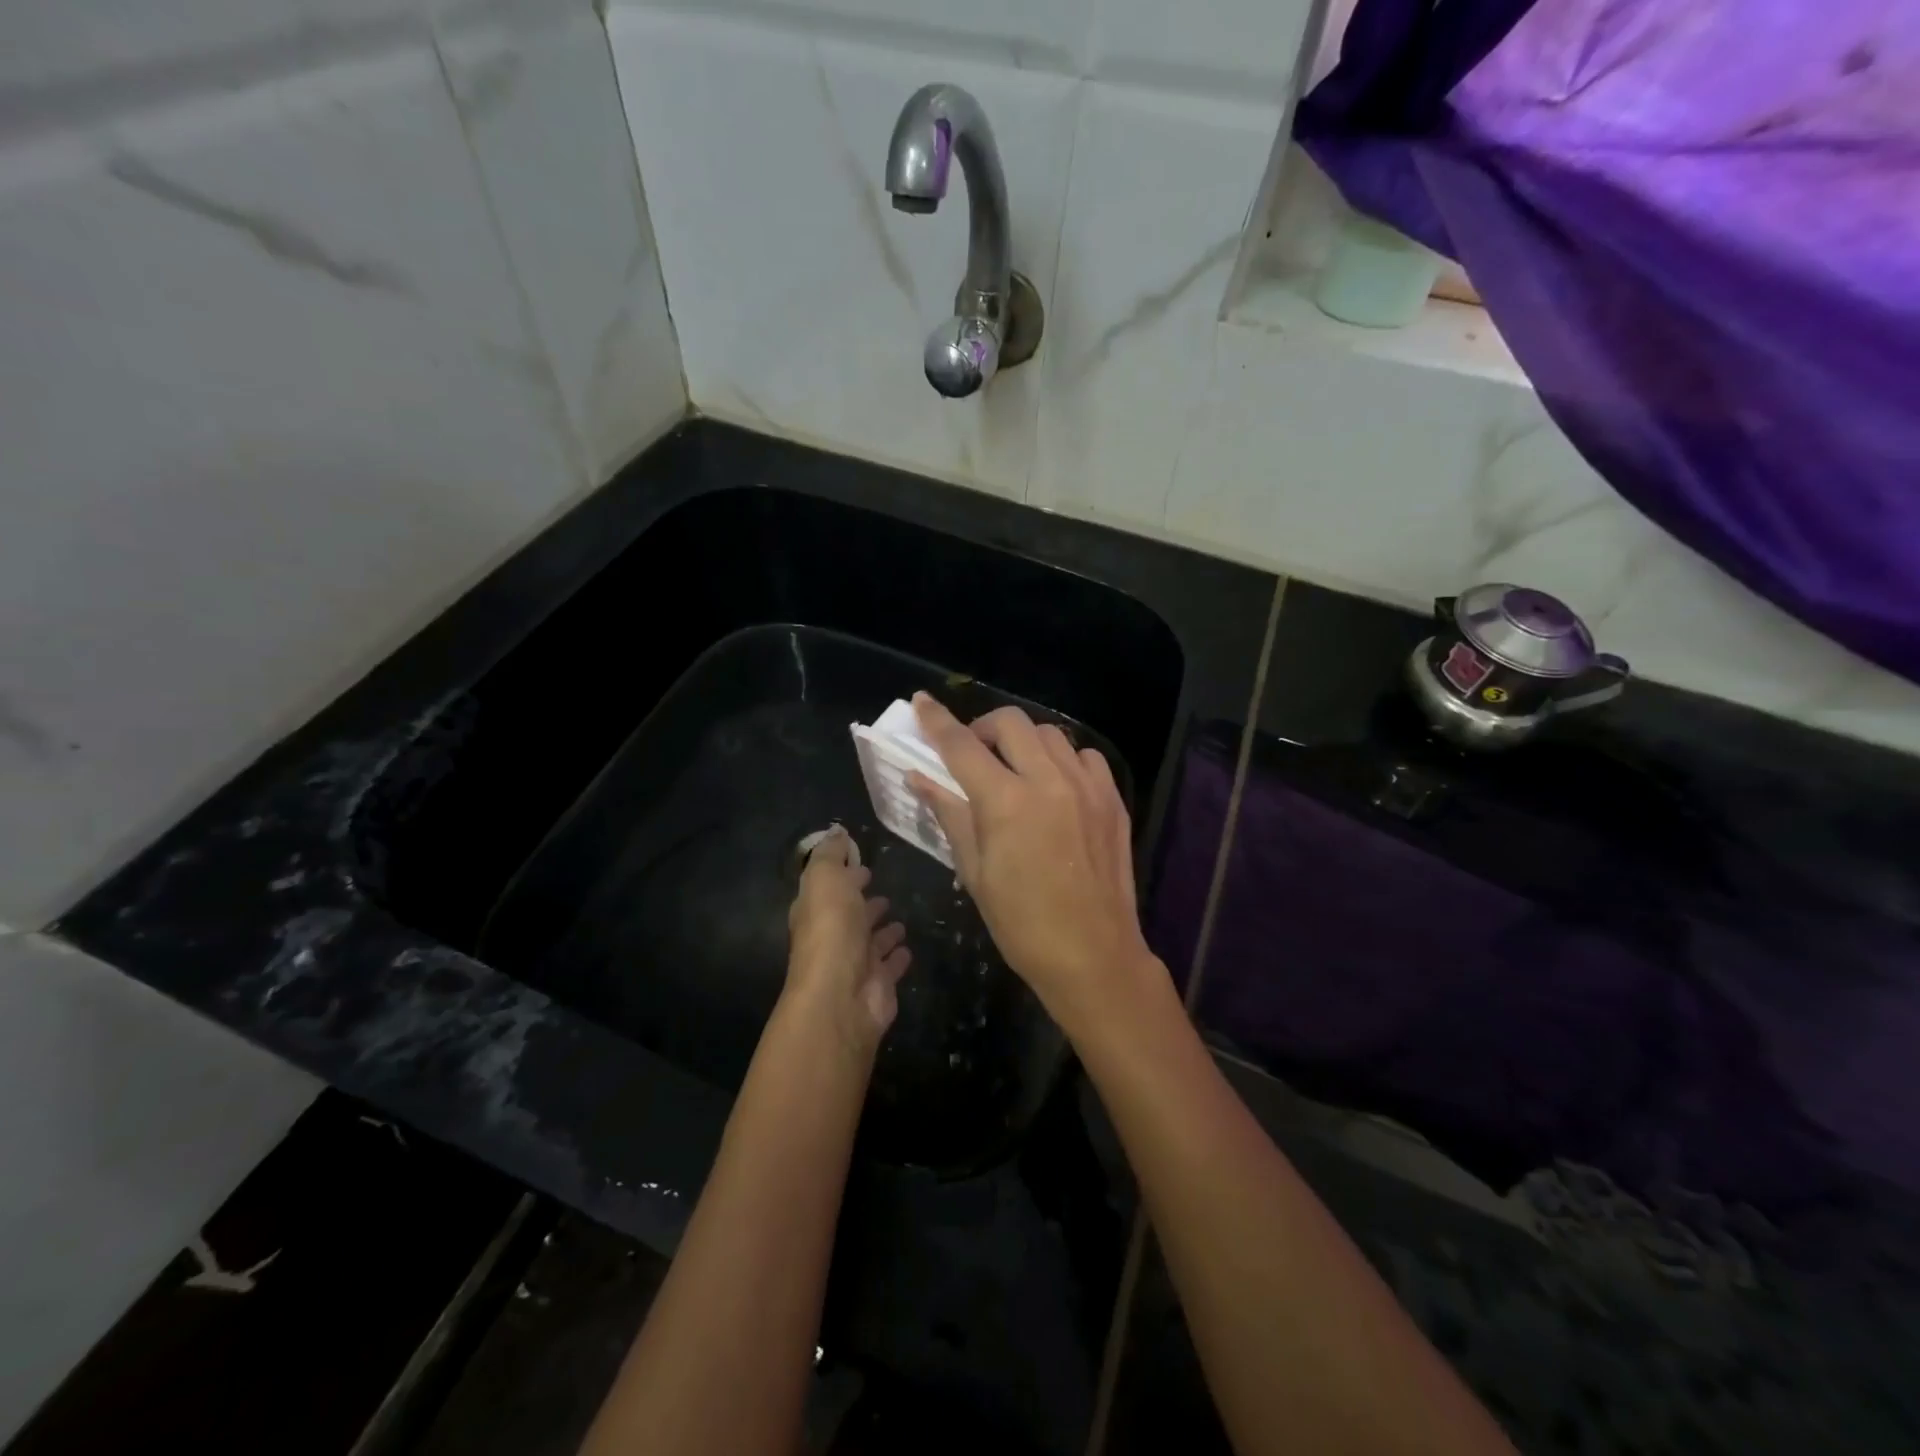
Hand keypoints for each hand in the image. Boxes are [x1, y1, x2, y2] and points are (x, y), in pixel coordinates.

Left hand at [785, 827, 910, 1052]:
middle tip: (882, 888)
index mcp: (815, 911)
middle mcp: (833, 937)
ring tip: (900, 918)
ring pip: (871, 941)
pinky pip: (890, 965)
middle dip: (863, 901)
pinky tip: (908, 947)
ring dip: (883, 930)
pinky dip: (898, 956)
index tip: (861, 862)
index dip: (843, 874)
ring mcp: (857, 963)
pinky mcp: (879, 984)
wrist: (841, 995)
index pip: (829, 888)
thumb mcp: (825, 878)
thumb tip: (837, 832)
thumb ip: (831, 854)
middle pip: (850, 915)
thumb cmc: (831, 930)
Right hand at [907, 694, 1157, 1028]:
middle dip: (983, 728)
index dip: (936, 721)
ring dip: (1023, 742)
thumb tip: (919, 778)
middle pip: (1010, 722)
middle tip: (974, 754)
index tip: (921, 702)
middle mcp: (1048, 781)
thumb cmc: (1021, 923)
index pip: (961, 745)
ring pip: (1049, 734)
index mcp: (1006, 802)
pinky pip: (1084, 757)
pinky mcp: (1112, 799)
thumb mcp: (974, 871)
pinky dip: (1063, 759)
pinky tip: (1055, 785)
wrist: (1093, 955)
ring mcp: (1086, 787)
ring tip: (1015, 770)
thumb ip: (950, 814)